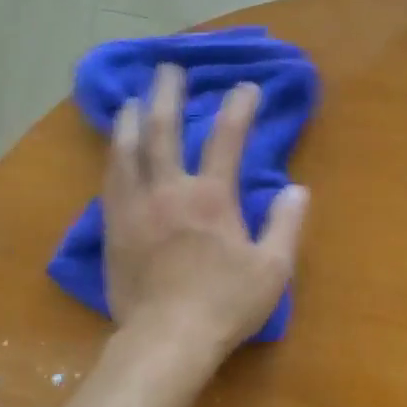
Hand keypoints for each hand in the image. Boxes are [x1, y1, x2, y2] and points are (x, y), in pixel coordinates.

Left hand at [102, 63, 308, 361]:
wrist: (166, 338)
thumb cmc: (224, 305)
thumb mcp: (272, 269)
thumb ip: (286, 225)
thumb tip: (298, 189)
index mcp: (211, 197)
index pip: (227, 138)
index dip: (238, 107)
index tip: (247, 87)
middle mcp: (168, 191)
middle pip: (163, 129)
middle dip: (167, 93)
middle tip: (167, 69)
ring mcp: (135, 208)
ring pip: (126, 151)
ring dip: (130, 120)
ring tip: (132, 102)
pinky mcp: (113, 229)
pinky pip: (109, 183)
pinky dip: (113, 160)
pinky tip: (113, 155)